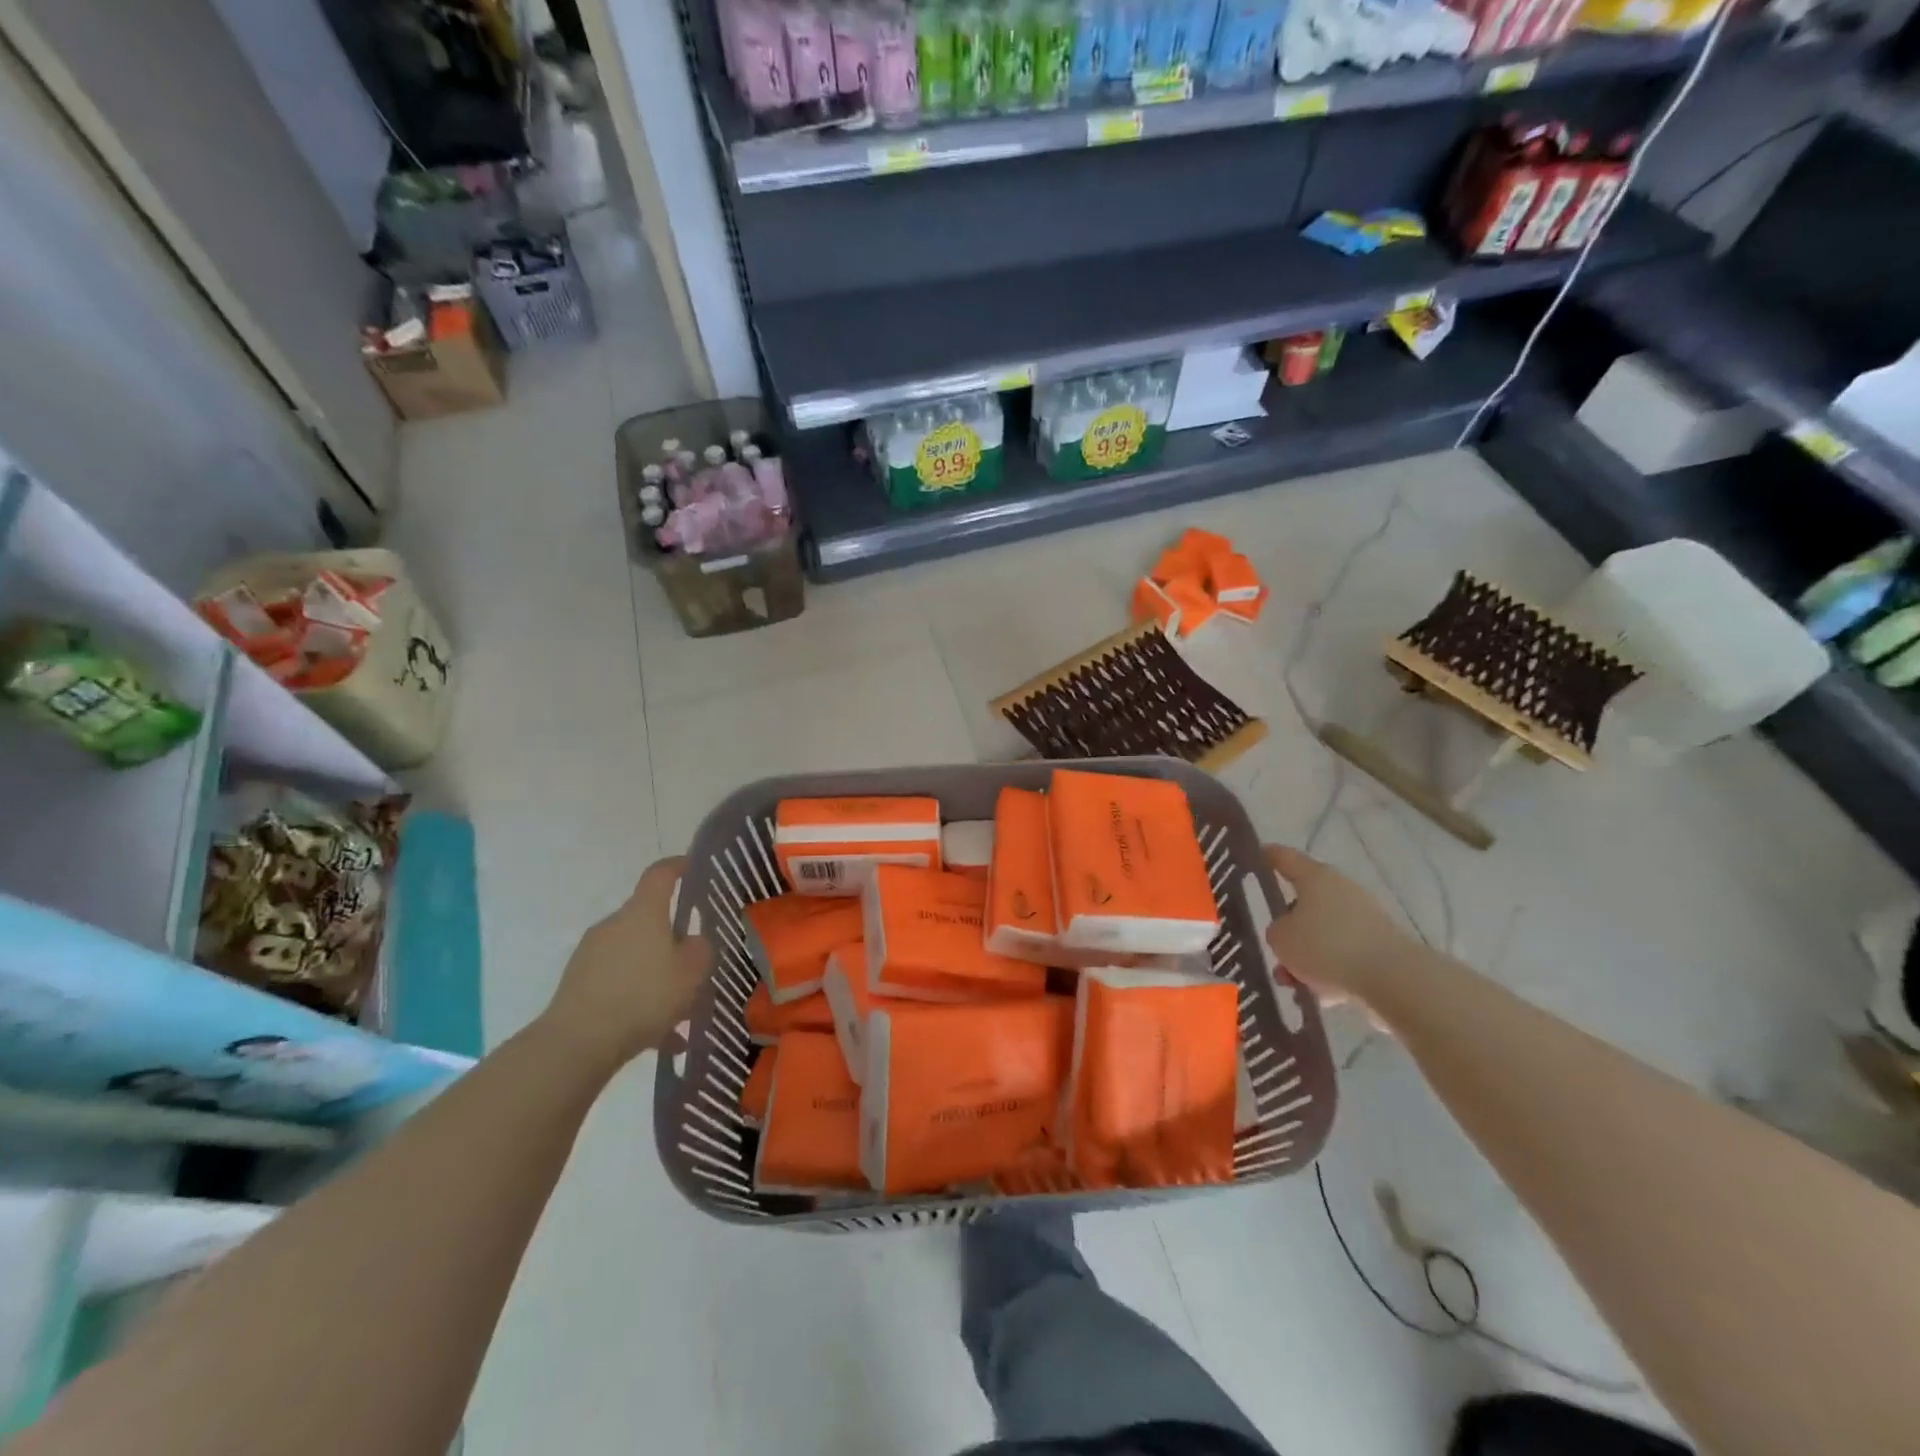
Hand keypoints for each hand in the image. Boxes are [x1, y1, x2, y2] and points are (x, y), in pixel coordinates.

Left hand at [541, 857, 713, 1069]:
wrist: (577, 1042)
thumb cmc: (643, 996)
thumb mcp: (691, 972)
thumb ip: (700, 949)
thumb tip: (691, 942)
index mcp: (643, 912)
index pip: (660, 874)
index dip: (679, 866)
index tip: (693, 867)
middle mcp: (614, 924)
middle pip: (648, 919)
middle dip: (672, 938)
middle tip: (694, 964)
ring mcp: (591, 952)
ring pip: (635, 953)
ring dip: (655, 972)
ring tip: (677, 1009)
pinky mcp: (578, 982)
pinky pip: (618, 980)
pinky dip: (637, 996)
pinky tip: (656, 1033)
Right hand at [1263, 845, 1421, 1012]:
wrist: (1392, 979)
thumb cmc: (1327, 947)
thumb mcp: (1281, 939)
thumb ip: (1276, 931)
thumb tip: (1288, 933)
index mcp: (1316, 877)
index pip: (1285, 858)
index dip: (1268, 856)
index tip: (1257, 854)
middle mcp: (1342, 890)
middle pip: (1305, 902)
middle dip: (1288, 927)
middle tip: (1273, 946)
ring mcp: (1364, 919)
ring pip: (1323, 934)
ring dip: (1306, 956)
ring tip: (1291, 982)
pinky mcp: (1379, 948)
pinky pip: (1343, 956)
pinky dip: (1329, 972)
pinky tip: (1318, 996)